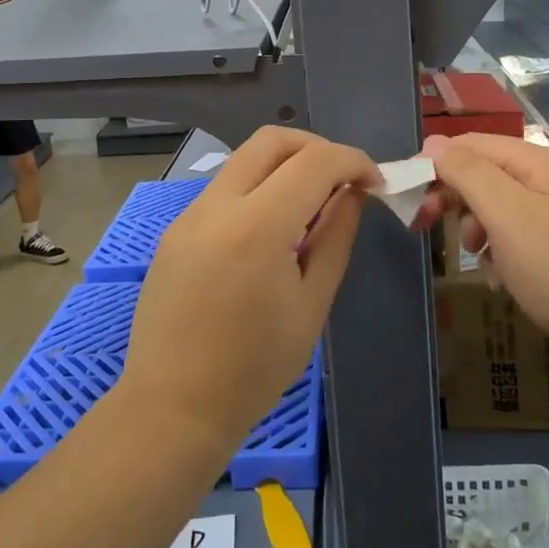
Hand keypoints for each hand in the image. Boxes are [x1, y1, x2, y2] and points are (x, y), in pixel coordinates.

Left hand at [119, 127, 380, 467]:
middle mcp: (217, 205)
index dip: (353, 161)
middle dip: (317, 148)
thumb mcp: (312, 305)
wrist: (173, 407)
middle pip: (272, 140)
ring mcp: (189, 214)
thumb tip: (352, 194)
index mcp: (256, 226)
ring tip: (310, 209)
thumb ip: (335, 238)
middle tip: (343, 181)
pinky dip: (257, 189)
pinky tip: (271, 231)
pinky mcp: (175, 229)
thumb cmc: (254, 369)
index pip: (314, 161)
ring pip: (244, 160)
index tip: (375, 183)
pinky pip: (224, 189)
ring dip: (285, 166)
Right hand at [415, 132, 548, 382]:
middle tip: (425, 227)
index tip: (406, 196)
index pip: (471, 144)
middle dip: (453, 198)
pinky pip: (519, 238)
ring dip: (477, 229)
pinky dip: (502, 254)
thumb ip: (468, 174)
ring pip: (499, 208)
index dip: (434, 163)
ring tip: (477, 259)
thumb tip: (433, 143)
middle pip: (485, 174)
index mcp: (538, 162)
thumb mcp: (508, 216)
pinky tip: (502, 279)